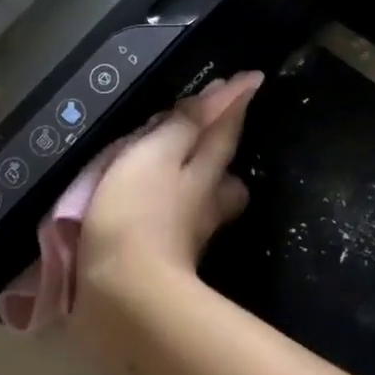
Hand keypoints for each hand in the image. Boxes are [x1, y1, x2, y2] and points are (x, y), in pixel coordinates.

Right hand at [76, 71, 262, 295]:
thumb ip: (185, 124)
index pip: (224, 130)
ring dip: (200, 187)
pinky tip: (155, 210)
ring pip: (205, 205)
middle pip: (225, 176)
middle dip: (222, 155)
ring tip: (180, 174)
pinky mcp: (166, 263)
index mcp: (202, 171)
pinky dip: (171, 212)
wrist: (123, 295)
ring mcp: (187, 236)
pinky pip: (177, 226)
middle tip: (215, 136)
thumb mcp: (155, 154)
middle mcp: (204, 204)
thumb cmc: (135, 213)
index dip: (233, 103)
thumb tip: (228, 91)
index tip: (252, 79)